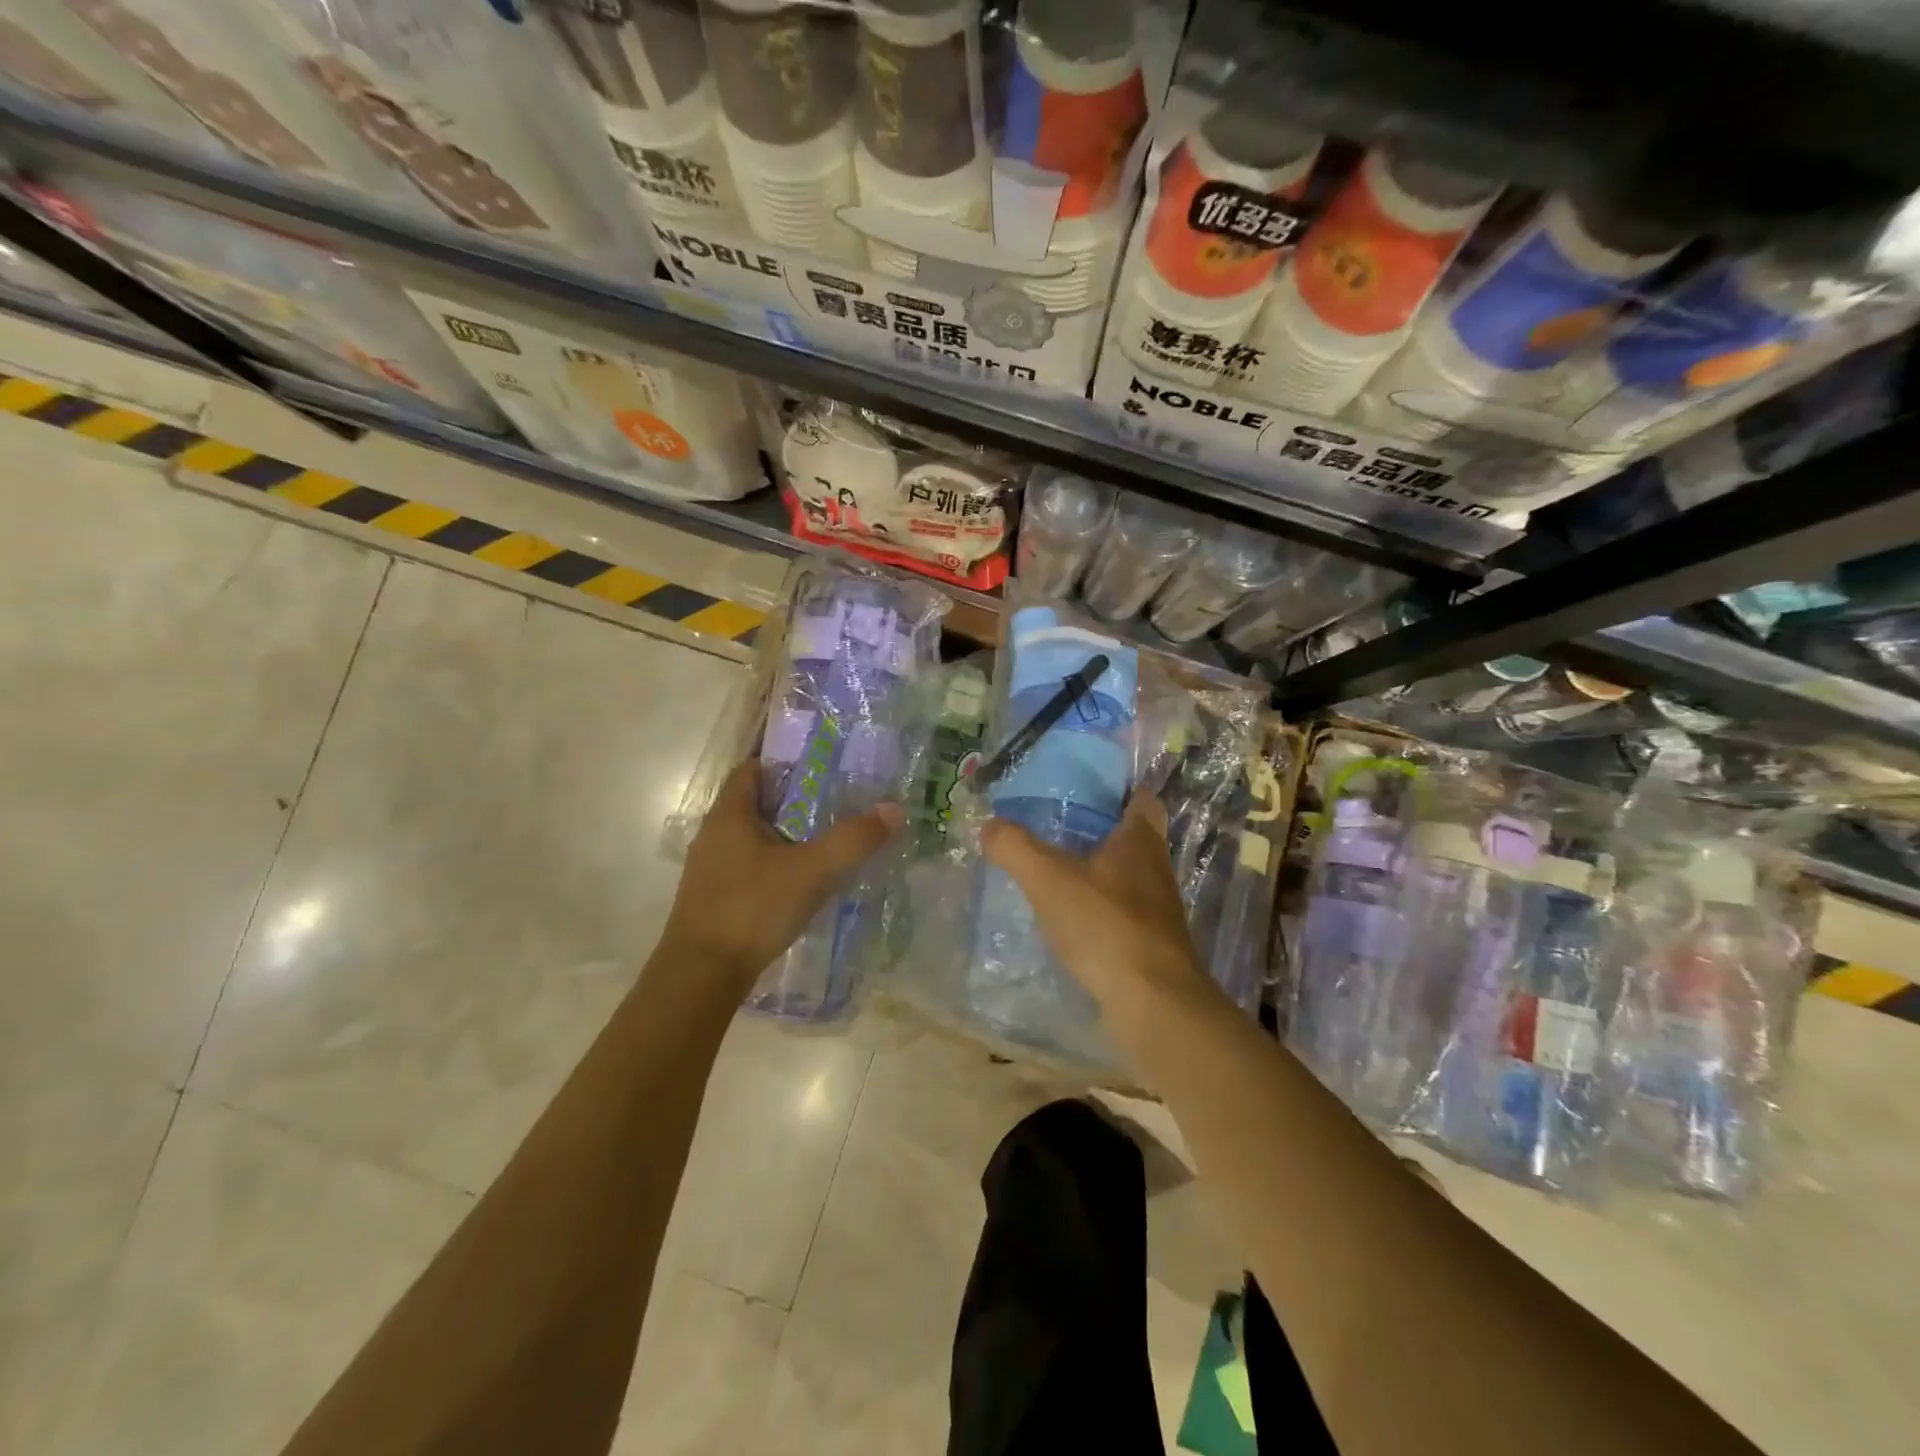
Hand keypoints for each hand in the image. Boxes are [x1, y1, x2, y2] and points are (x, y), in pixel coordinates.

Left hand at [661, 761, 902, 998]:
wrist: (701, 976)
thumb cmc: (752, 909)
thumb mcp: (812, 871)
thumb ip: (853, 839)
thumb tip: (894, 809)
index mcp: (729, 815)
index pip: (750, 769)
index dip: (782, 762)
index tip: (819, 766)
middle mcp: (713, 835)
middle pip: (753, 803)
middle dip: (791, 801)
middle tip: (833, 802)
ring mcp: (709, 869)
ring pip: (750, 838)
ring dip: (782, 836)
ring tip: (822, 841)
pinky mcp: (712, 899)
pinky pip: (746, 868)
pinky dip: (772, 865)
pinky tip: (798, 883)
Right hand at [980, 795, 1213, 1030]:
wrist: (1152, 1002)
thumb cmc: (1104, 925)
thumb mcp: (1048, 879)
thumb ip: (1014, 847)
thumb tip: (988, 825)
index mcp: (1140, 838)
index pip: (1141, 797)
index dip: (1119, 790)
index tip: (1085, 789)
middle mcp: (1156, 867)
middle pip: (1133, 835)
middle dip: (1101, 829)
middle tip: (1058, 826)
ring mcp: (1158, 907)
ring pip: (1128, 874)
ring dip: (1100, 870)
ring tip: (1057, 869)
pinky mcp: (1152, 942)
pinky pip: (1123, 910)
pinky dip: (1100, 907)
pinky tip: (1071, 917)